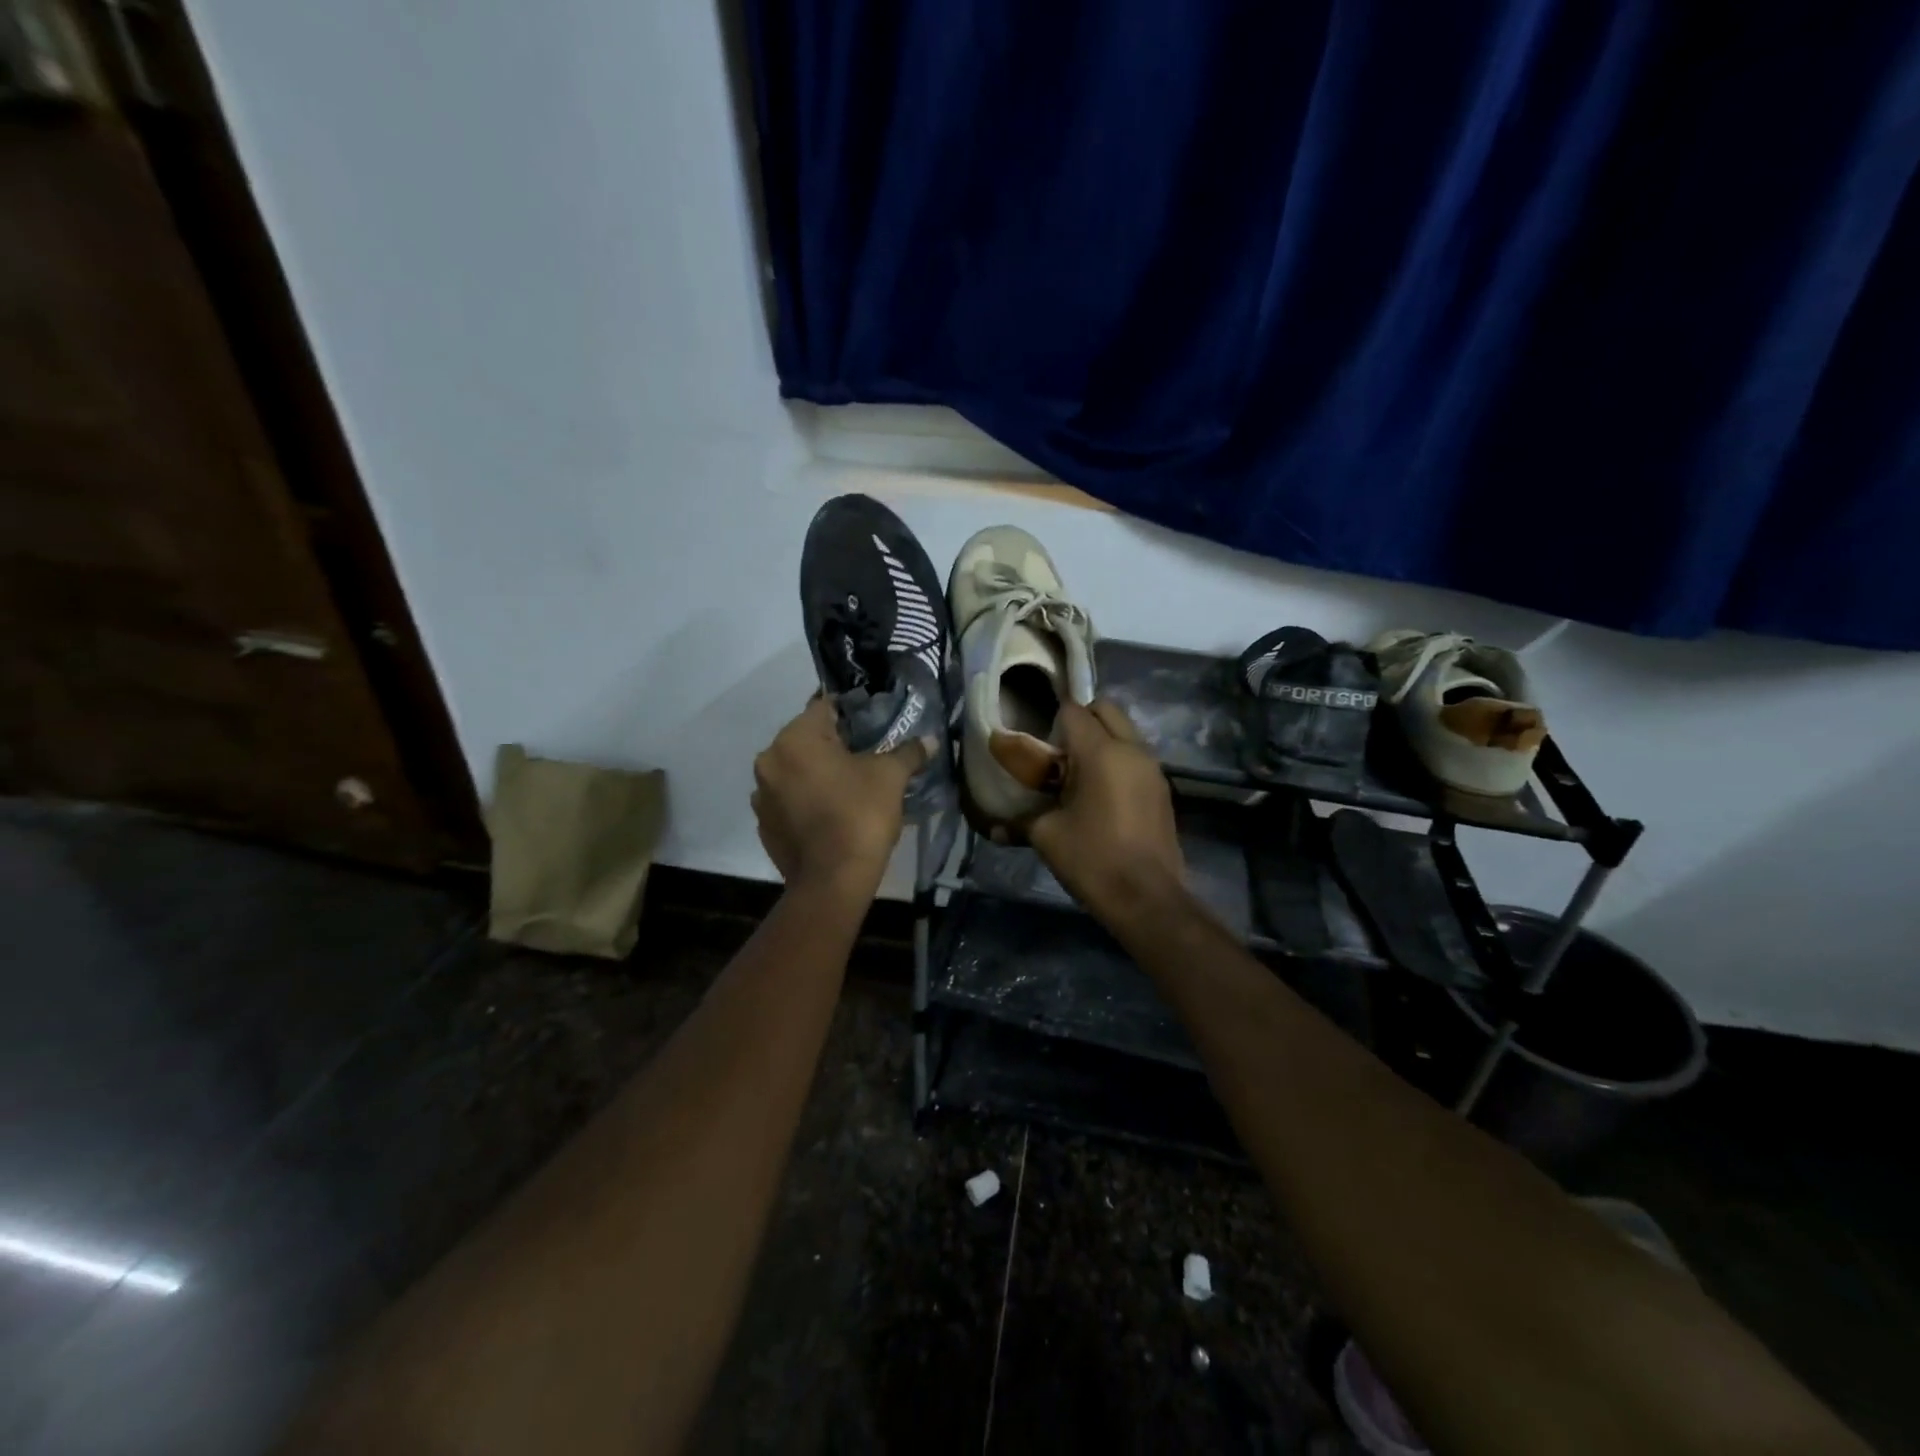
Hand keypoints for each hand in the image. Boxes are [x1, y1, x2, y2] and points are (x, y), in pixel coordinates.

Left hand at [752, 697, 932, 894]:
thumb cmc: (860, 815)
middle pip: (807, 740)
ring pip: (796, 771)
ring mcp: (763, 796)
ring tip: (850, 788)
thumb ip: (908, 752)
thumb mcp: (890, 777)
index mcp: (795, 739)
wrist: (832, 881)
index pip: (824, 707)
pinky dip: (807, 801)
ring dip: (818, 774)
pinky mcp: (765, 825)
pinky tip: (833, 814)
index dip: (852, 713)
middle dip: (835, 745)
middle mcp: (770, 760)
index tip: (873, 726)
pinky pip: (789, 800)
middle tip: (868, 757)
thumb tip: (931, 740)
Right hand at [1028, 700, 1186, 924]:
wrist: (1147, 899)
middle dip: (1081, 719)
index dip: (1052, 720)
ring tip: (1078, 774)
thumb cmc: (1092, 860)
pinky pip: (1136, 757)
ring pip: (1126, 732)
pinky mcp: (1162, 789)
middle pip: (1106, 709)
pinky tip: (1100, 794)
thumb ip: (1020, 821)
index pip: (1074, 711)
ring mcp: (1152, 769)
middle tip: (1059, 750)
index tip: (1038, 742)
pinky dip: (1118, 760)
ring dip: (1102, 740)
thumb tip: (993, 828)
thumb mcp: (1047, 837)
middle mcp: (1132, 750)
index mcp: (1101, 753)